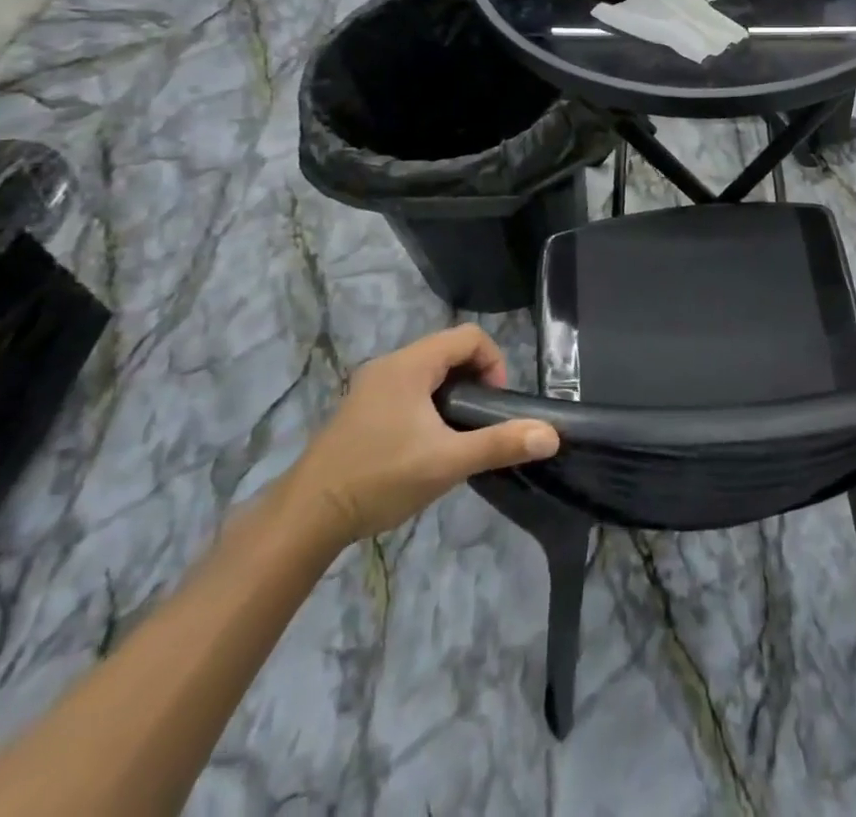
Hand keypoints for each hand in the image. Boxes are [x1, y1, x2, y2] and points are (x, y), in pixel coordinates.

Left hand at [282, 325, 557, 547]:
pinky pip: (407, 390)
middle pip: (448, 352)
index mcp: (410, 364)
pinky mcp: (359, 410)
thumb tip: (551, 435)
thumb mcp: (447, 462)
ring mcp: (369, 388)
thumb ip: (500, 444)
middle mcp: (389, 365)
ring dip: (451, 394)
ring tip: (456, 435)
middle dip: (474, 380)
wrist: (305, 518)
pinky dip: (427, 405)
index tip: (495, 403)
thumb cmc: (380, 478)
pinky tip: (425, 446)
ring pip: (427, 373)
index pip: (468, 337)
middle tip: (480, 420)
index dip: (493, 362)